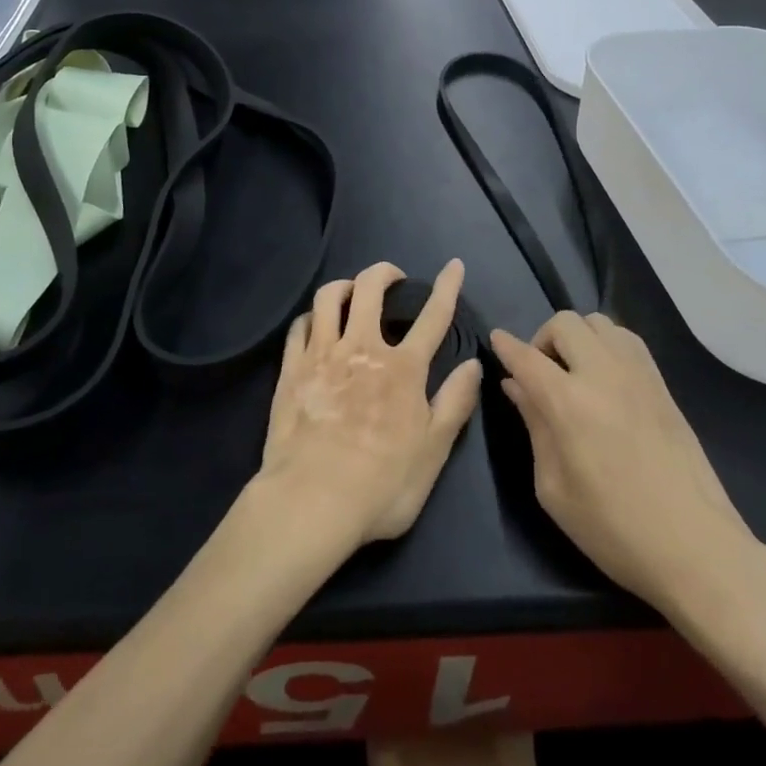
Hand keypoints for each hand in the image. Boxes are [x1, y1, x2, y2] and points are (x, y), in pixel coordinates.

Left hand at [257, 260, 483, 547]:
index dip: (447, 287)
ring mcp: (323, 354)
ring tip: (352, 292)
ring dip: (344, 285)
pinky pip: (300, 324)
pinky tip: (316, 323)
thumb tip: (473, 364)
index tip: (453, 264)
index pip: (433, 316)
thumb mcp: (433, 452)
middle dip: (384, 272)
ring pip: (329, 296)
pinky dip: (312, 316)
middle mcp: (363, 348)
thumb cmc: (382, 485)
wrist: (312, 501)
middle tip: (392, 277)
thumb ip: (455, 404)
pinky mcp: (292, 367)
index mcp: (403, 368)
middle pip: (371, 288)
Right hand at [489, 312, 765, 645]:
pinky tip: (605, 376)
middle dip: (542, 339)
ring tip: (574, 371)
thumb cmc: (615, 530)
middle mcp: (602, 374)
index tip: (496, 340)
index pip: (526, 356)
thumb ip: (534, 427)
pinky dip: (606, 343)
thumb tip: (517, 386)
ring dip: (577, 337)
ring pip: (598, 322)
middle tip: (541, 373)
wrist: (697, 548)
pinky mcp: (662, 383)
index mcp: (569, 403)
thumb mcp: (555, 489)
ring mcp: (637, 374)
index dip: (506, 345)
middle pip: (564, 323)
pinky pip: (626, 339)